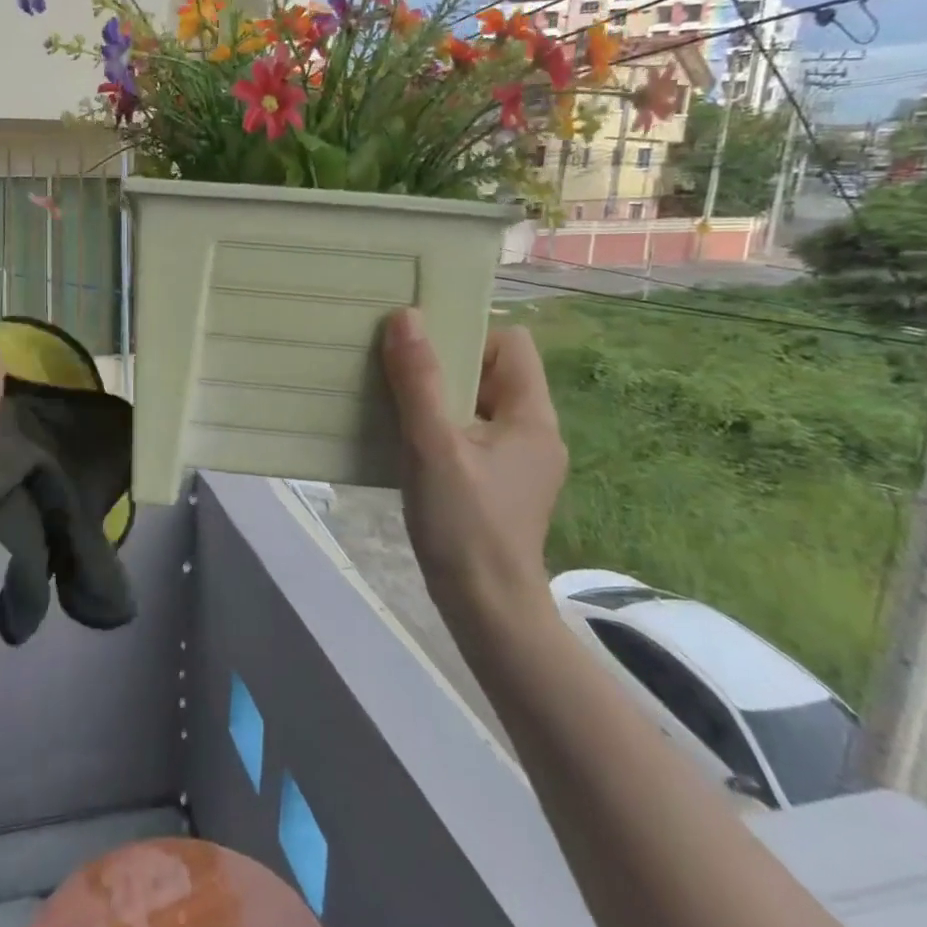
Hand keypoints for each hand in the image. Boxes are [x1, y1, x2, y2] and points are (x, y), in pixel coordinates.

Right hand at [381, 310, 566, 627]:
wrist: (486, 610)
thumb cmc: (464, 523)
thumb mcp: (433, 445)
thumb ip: (418, 380)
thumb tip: (405, 317)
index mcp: (532, 417)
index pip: (511, 344)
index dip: (469, 336)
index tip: (422, 350)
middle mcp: (533, 433)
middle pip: (491, 372)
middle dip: (444, 365)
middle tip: (396, 370)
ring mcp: (517, 462)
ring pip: (476, 405)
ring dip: (436, 398)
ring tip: (393, 402)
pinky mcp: (497, 485)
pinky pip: (469, 435)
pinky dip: (439, 428)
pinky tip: (406, 442)